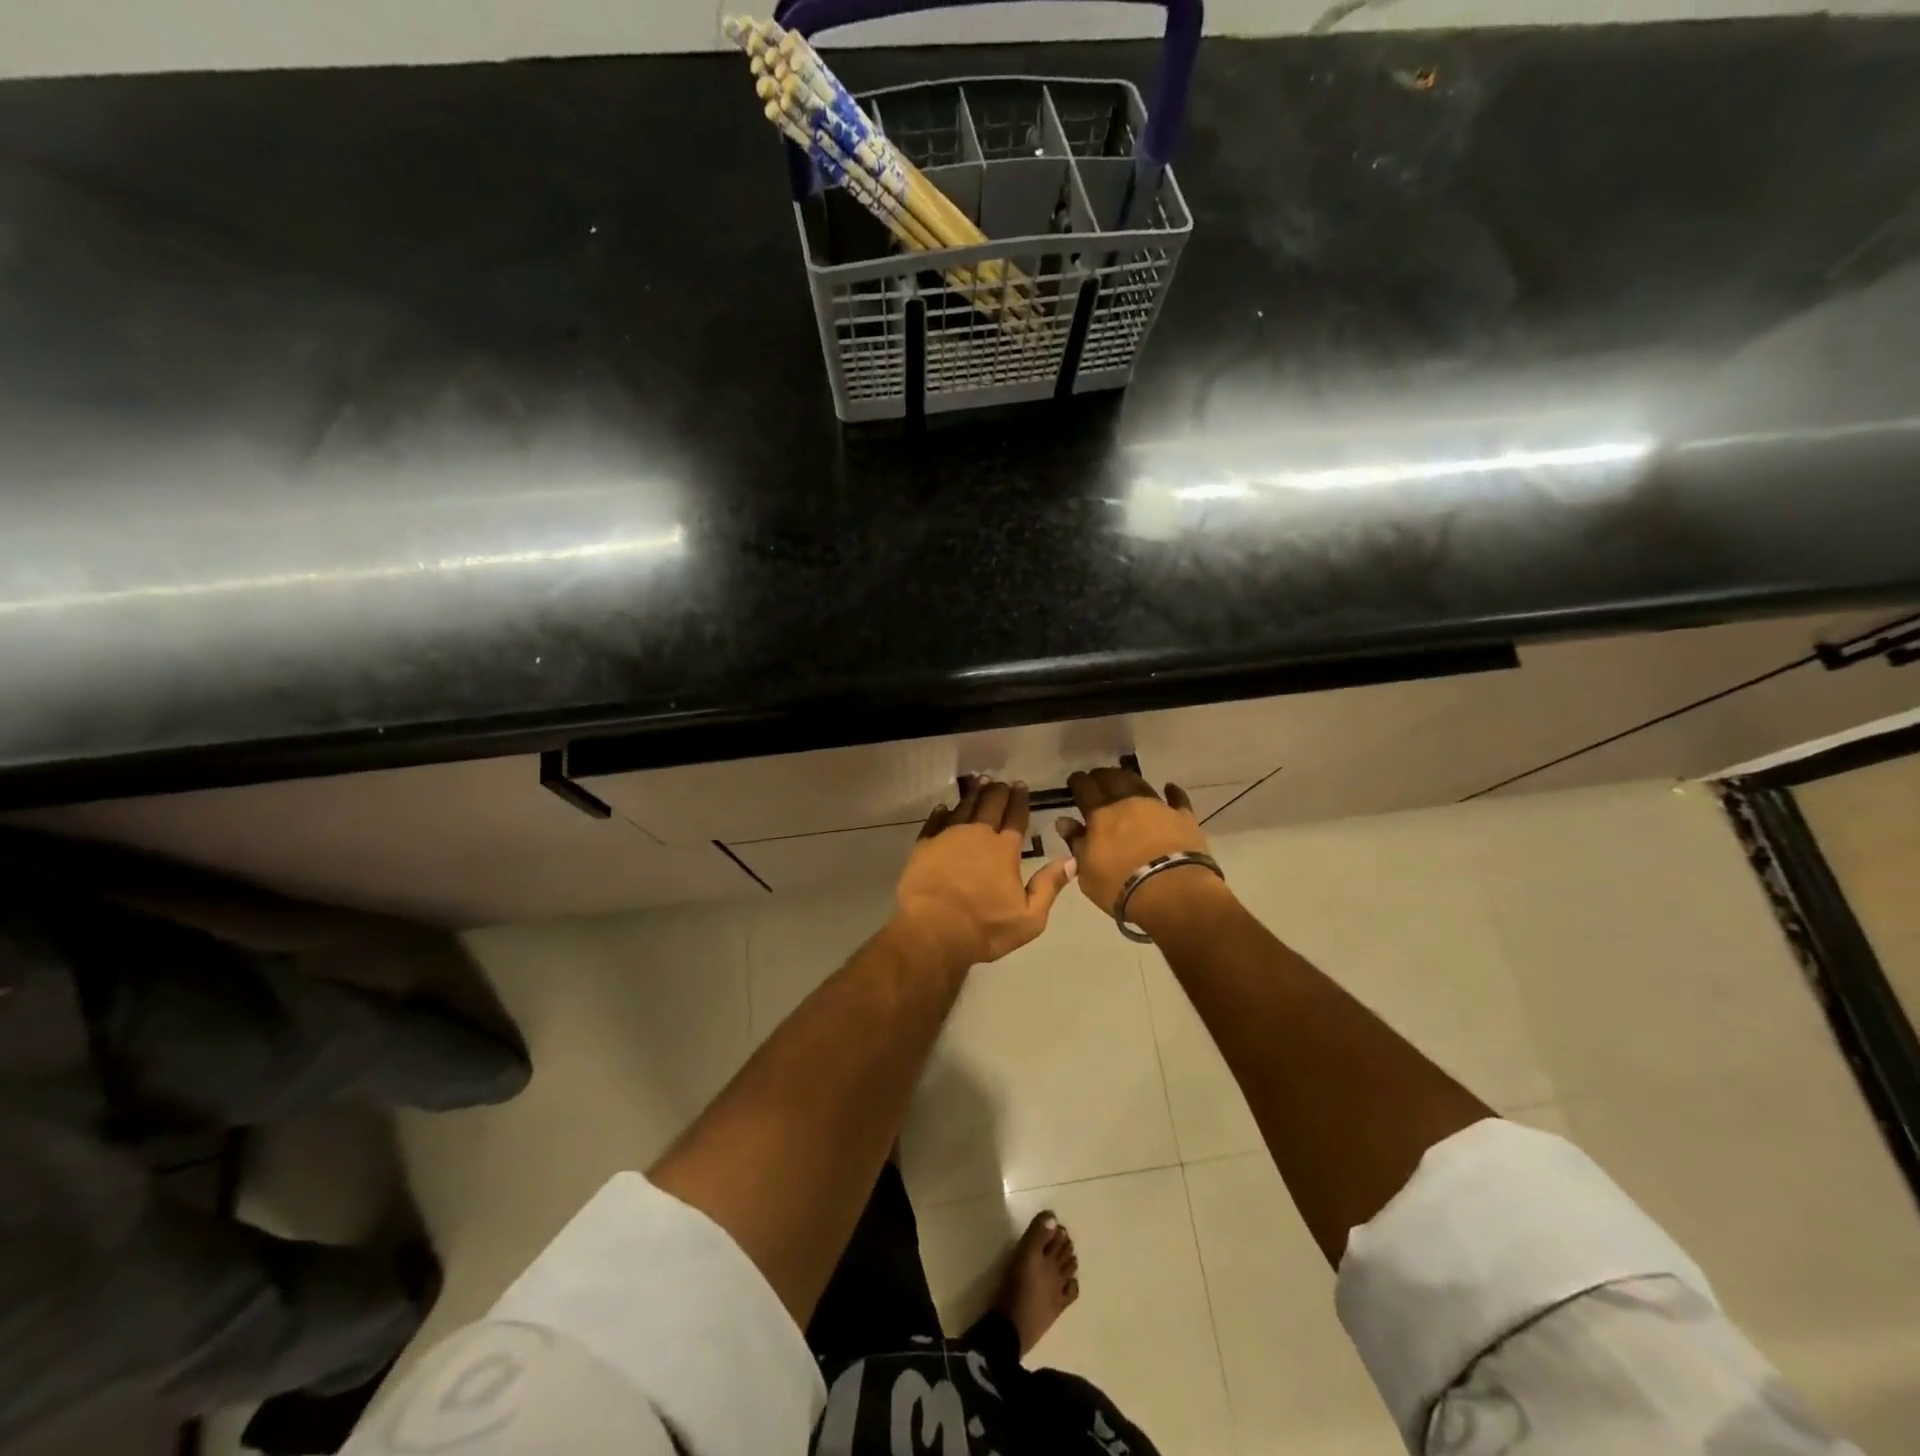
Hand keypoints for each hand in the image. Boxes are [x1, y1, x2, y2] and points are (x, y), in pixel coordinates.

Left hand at [895, 777, 1073, 969]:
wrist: (933, 930)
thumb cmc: (984, 927)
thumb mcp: (1029, 918)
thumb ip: (1049, 886)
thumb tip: (1071, 860)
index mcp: (1005, 849)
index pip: (1016, 817)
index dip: (1020, 800)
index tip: (1021, 785)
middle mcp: (978, 835)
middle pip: (990, 805)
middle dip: (998, 791)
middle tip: (1000, 781)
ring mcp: (949, 837)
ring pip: (964, 807)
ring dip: (973, 794)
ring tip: (978, 782)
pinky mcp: (925, 845)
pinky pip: (935, 822)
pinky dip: (941, 812)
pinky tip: (944, 807)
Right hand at [1056, 769, 1224, 929]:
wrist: (1172, 893)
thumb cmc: (1120, 887)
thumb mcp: (1087, 872)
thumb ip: (1076, 843)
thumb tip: (1064, 821)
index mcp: (1100, 814)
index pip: (1085, 789)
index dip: (1078, 781)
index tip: (1075, 780)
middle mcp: (1128, 802)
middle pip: (1112, 779)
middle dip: (1102, 776)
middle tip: (1097, 777)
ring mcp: (1158, 807)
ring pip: (1140, 784)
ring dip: (1129, 779)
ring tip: (1123, 779)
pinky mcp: (1184, 818)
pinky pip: (1177, 799)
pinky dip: (1172, 792)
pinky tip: (1169, 787)